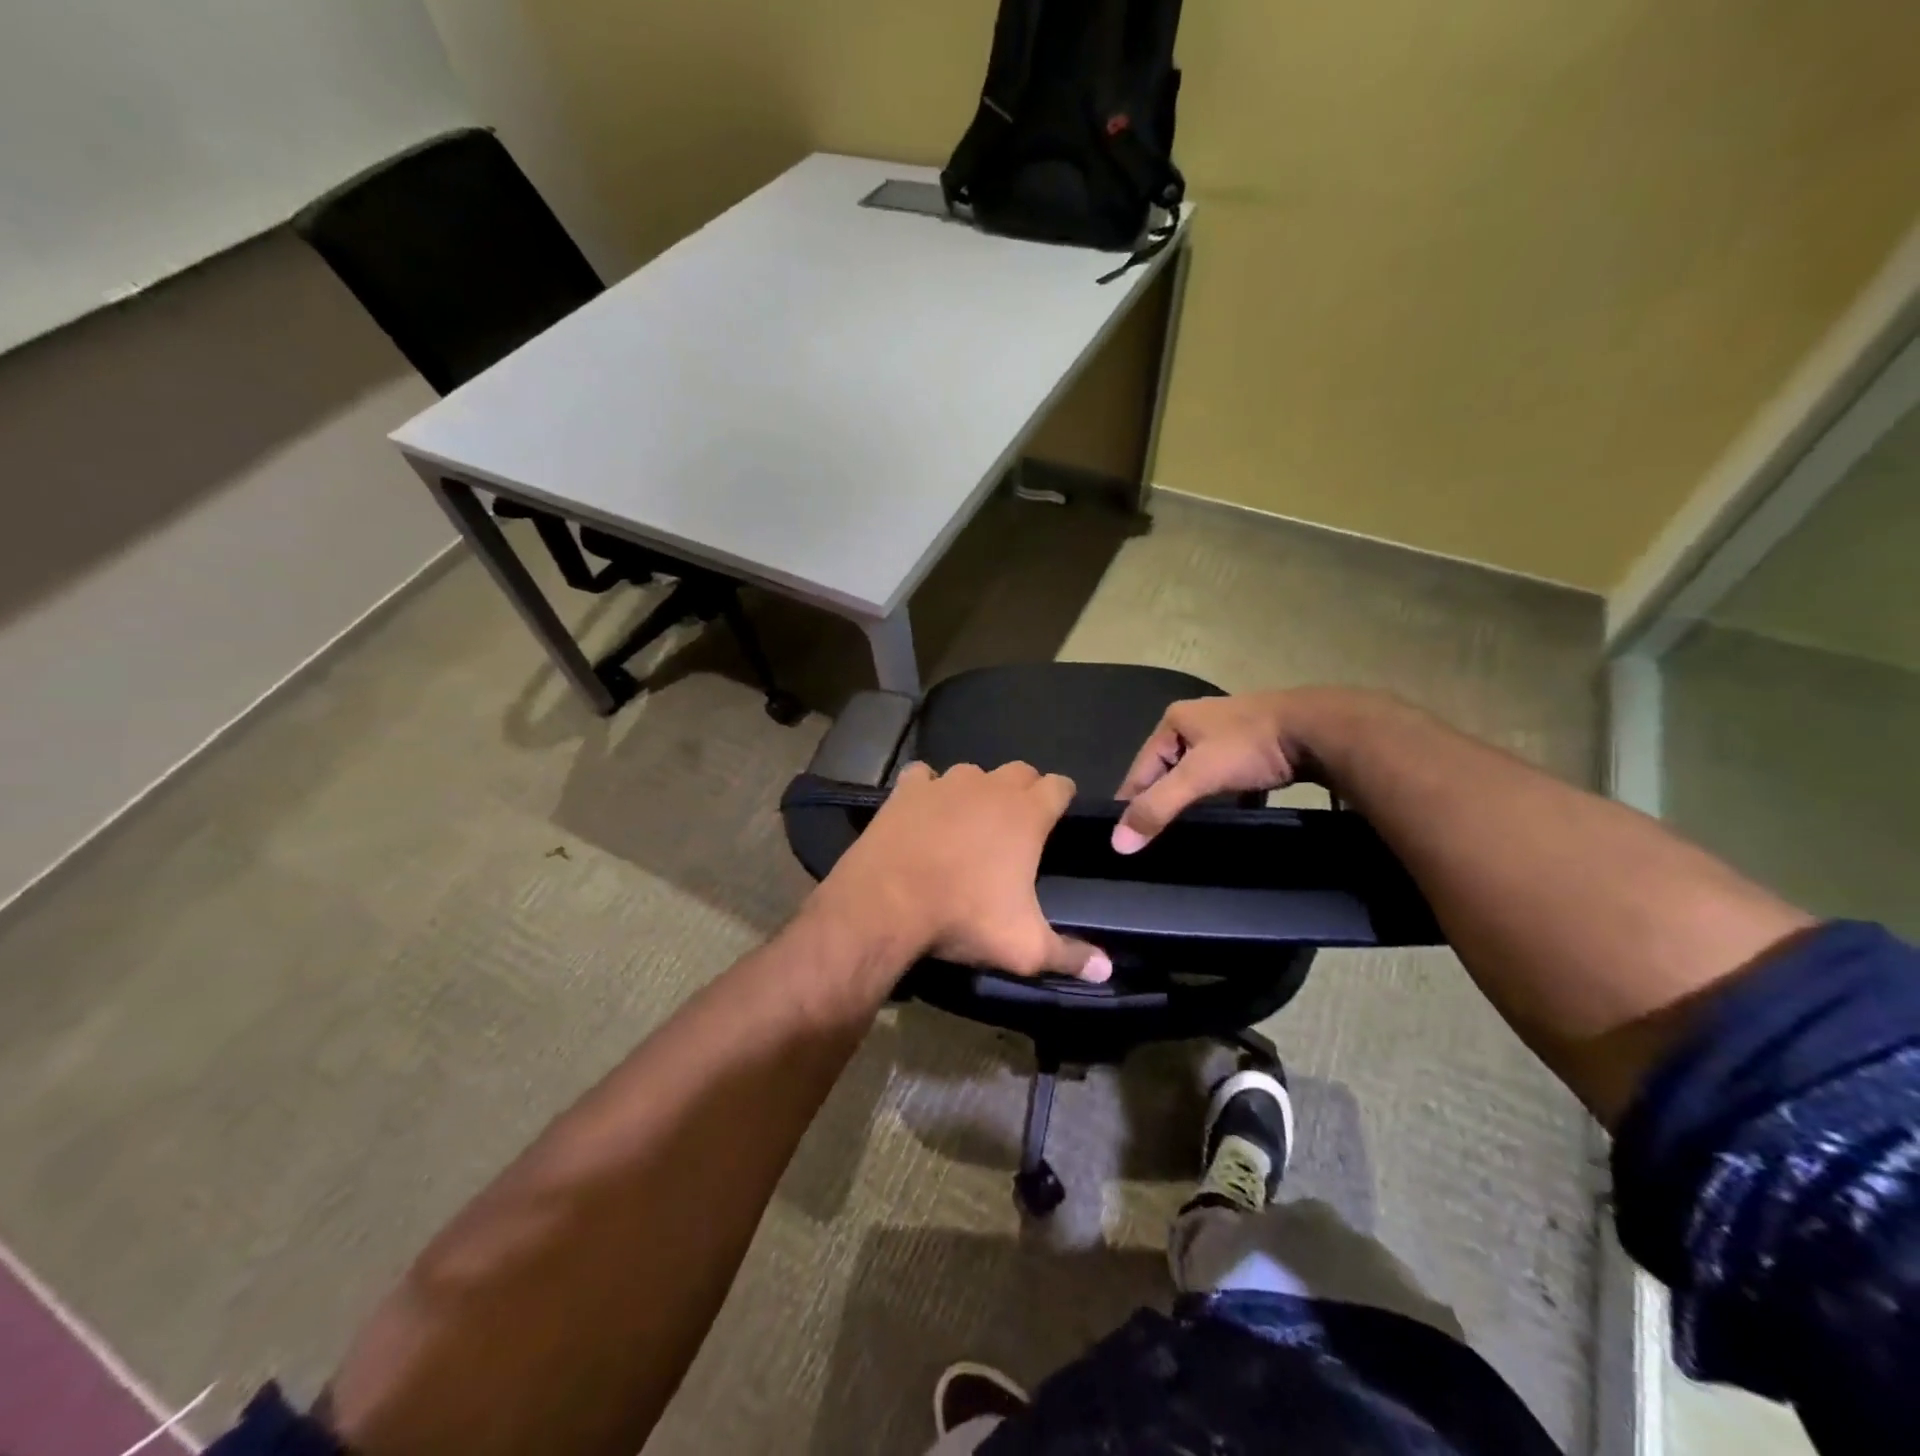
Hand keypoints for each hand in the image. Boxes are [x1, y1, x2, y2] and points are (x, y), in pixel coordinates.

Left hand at [815, 761, 1111, 981]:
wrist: (886, 904)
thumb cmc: (963, 917)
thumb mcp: (1024, 947)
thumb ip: (1069, 955)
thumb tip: (1107, 971)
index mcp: (1026, 813)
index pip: (1060, 785)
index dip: (1062, 798)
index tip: (1059, 817)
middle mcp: (989, 787)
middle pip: (1020, 771)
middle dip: (1024, 791)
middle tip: (1017, 825)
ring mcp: (945, 783)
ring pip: (972, 773)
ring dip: (976, 792)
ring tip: (969, 823)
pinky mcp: (907, 789)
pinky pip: (924, 777)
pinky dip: (928, 790)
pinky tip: (924, 812)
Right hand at [1112, 692, 1314, 851]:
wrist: (1320, 729)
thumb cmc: (1250, 746)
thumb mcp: (1198, 776)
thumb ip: (1158, 807)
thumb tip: (1118, 843)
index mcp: (1175, 720)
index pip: (1140, 768)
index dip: (1131, 802)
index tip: (1124, 835)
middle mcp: (1197, 720)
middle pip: (1167, 770)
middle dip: (1162, 800)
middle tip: (1155, 838)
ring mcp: (1229, 732)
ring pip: (1198, 773)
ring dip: (1193, 798)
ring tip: (1186, 830)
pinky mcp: (1256, 745)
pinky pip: (1227, 776)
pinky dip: (1224, 796)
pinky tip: (1227, 815)